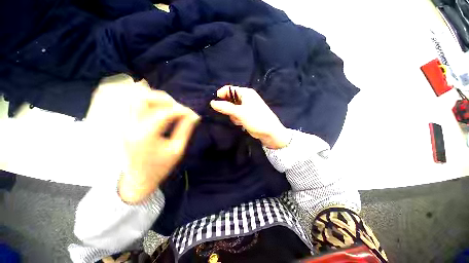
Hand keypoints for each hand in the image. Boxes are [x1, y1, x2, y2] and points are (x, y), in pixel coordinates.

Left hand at [118, 89, 199, 203]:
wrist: (139, 178)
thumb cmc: (160, 166)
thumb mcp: (177, 149)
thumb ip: (186, 129)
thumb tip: (195, 116)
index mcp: (145, 136)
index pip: (164, 114)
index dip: (181, 110)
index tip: (193, 114)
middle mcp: (131, 126)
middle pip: (144, 99)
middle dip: (165, 99)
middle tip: (179, 107)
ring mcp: (125, 124)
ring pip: (137, 99)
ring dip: (156, 99)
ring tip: (171, 107)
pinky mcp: (126, 124)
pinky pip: (136, 105)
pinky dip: (150, 103)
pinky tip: (161, 110)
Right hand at [210, 85, 290, 148]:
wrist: (269, 132)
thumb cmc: (256, 119)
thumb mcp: (240, 113)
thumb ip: (226, 107)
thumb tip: (212, 102)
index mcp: (245, 93)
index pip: (229, 89)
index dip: (221, 95)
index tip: (215, 104)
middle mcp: (246, 98)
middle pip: (230, 99)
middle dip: (228, 108)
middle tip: (231, 114)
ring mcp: (246, 107)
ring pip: (232, 108)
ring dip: (233, 115)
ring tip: (239, 120)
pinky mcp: (246, 114)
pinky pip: (236, 114)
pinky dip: (236, 119)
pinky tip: (241, 123)